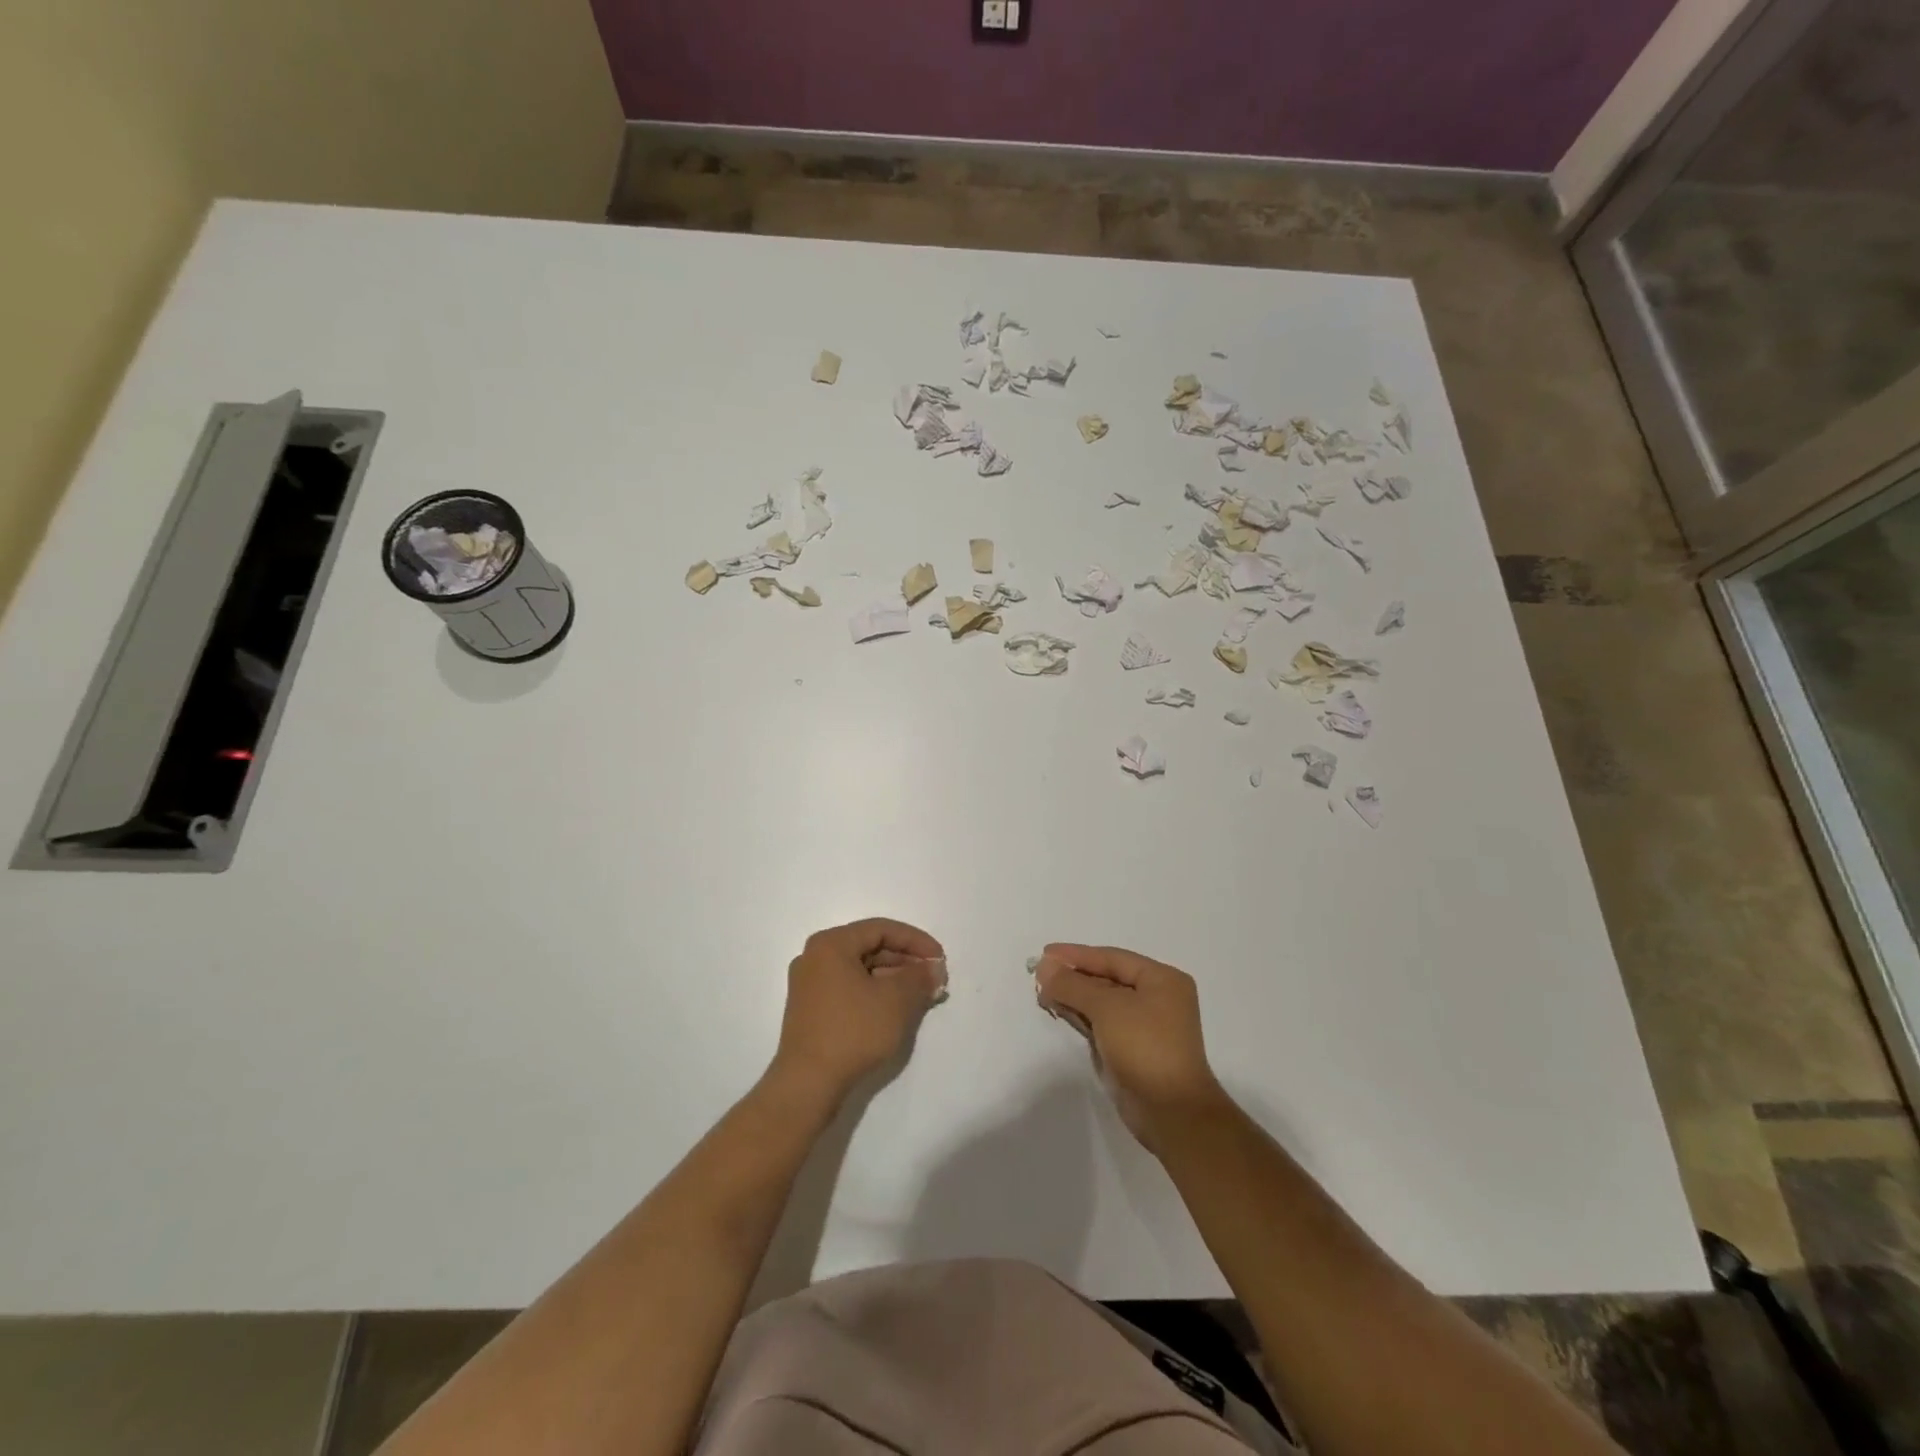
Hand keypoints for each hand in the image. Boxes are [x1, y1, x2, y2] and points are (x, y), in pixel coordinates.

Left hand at [770, 919, 946, 1107]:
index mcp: (831, 944)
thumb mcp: (896, 1000)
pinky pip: (850, 990)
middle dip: (906, 962)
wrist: (807, 1084)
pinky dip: (875, 994)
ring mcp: (810, 985)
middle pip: (870, 949)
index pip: (881, 929)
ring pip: (861, 971)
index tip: (940, 959)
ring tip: (921, 996)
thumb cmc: (853, 1031)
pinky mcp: (811, 1011)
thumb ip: (919, 977)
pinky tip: (896, 1010)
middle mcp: (815, 957)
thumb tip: (934, 968)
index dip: (916, 941)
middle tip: (933, 979)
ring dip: (893, 980)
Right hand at [1034, 943, 1229, 1152]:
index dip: (1076, 955)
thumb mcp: (1106, 1008)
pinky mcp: (1133, 1049)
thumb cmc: (1144, 1047)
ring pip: (1103, 1002)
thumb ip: (1072, 984)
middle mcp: (1157, 998)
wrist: (1170, 1112)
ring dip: (1074, 996)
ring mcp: (1146, 1025)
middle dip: (1073, 977)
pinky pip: (1103, 1023)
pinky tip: (1060, 1010)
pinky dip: (1082, 1016)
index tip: (1045, 953)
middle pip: (1107, 978)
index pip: (1112, 958)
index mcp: (1162, 980)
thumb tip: (1044, 965)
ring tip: (1043, 993)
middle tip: (1040, 976)